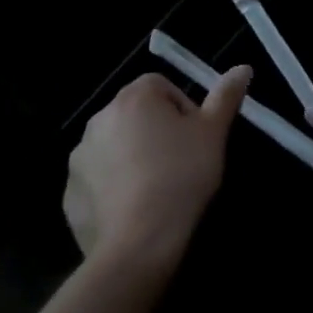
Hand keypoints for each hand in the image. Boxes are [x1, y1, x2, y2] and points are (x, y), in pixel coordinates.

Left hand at [64, 66, 251, 279]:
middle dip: (156, 132)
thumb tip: (243, 67)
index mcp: (133, 97)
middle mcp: (100, 118)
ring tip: (156, 189)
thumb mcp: (213, 134)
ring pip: (115, 146)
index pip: (161, 87)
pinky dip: (113, 187)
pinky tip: (133, 210)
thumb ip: (226, 96)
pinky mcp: (69, 193)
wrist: (137, 245)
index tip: (194, 139)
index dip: (182, 109)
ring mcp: (79, 157)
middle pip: (136, 114)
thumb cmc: (180, 178)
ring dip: (132, 157)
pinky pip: (97, 180)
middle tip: (180, 163)